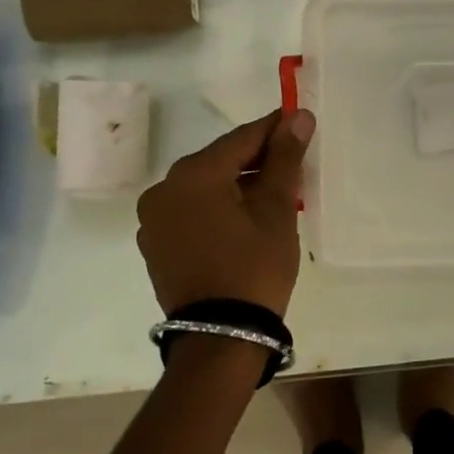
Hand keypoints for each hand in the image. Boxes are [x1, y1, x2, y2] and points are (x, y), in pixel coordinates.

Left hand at [136, 109, 313, 317]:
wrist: (220, 338)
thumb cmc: (254, 266)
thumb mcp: (276, 208)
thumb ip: (284, 157)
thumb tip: (298, 116)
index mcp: (193, 174)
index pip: (241, 138)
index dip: (274, 129)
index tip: (300, 123)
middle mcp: (164, 188)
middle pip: (220, 160)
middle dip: (256, 159)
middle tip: (293, 164)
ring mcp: (154, 219)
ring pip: (205, 186)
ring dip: (237, 184)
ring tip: (274, 195)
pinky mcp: (155, 244)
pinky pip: (191, 210)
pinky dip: (218, 206)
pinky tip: (244, 219)